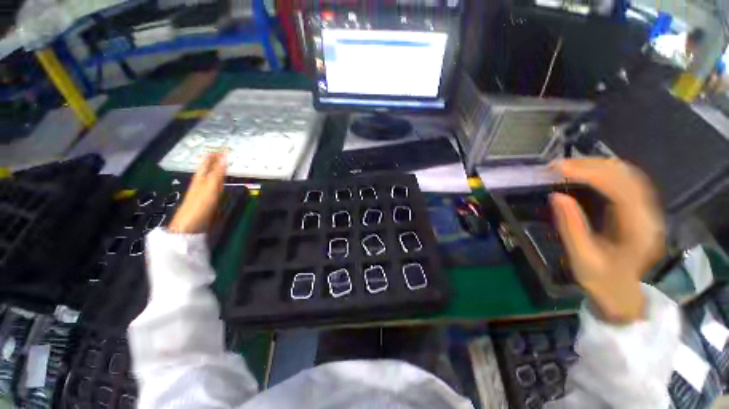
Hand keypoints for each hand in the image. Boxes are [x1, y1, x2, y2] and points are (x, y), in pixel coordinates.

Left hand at [169, 152, 226, 233]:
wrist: (190, 224)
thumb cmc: (200, 204)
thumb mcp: (210, 185)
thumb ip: (218, 171)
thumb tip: (224, 155)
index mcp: (200, 177)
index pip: (207, 162)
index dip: (214, 155)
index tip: (223, 148)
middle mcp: (201, 181)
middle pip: (208, 168)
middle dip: (215, 160)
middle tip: (224, 154)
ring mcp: (203, 191)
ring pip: (211, 176)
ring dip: (217, 170)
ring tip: (224, 165)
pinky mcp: (206, 199)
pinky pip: (214, 185)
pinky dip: (218, 180)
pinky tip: (220, 182)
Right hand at [549, 158, 664, 323]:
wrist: (622, 293)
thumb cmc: (602, 280)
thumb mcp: (582, 258)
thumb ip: (571, 226)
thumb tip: (556, 196)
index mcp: (639, 230)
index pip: (619, 189)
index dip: (589, 174)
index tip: (558, 169)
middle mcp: (648, 214)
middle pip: (626, 175)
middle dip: (590, 165)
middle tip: (557, 165)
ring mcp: (646, 210)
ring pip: (626, 174)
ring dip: (596, 166)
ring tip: (566, 166)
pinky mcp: (638, 209)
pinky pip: (624, 181)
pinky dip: (602, 172)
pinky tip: (584, 172)